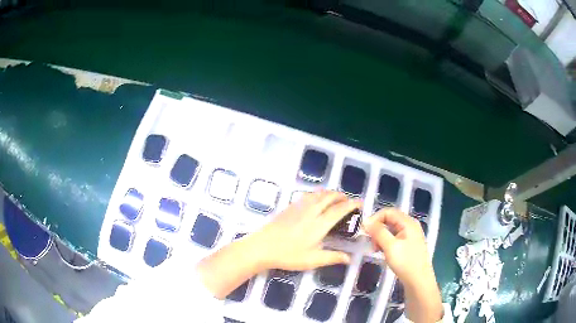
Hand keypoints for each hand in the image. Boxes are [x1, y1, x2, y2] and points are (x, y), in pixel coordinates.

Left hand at [250, 190, 361, 269]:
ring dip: (329, 193)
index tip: (360, 202)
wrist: (262, 247)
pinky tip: (316, 199)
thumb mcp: (312, 260)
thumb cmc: (288, 255)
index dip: (351, 204)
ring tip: (335, 198)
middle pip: (329, 197)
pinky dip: (317, 194)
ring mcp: (299, 207)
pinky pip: (307, 195)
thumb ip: (332, 257)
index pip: (339, 210)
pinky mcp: (289, 207)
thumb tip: (349, 258)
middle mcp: (311, 211)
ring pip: (318, 194)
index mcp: (319, 224)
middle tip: (348, 200)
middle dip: (341, 196)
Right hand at [363, 208, 442, 322]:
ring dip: (380, 237)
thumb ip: (378, 232)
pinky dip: (386, 243)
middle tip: (370, 242)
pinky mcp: (408, 245)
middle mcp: (410, 225)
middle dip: (377, 229)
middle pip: (390, 220)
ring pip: (391, 230)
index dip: (375, 218)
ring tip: (375, 249)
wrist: (418, 281)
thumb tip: (366, 221)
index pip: (388, 212)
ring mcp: (410, 235)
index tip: (364, 231)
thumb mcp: (390, 246)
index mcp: (408, 222)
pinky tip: (382, 252)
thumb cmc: (405, 262)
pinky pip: (394, 238)